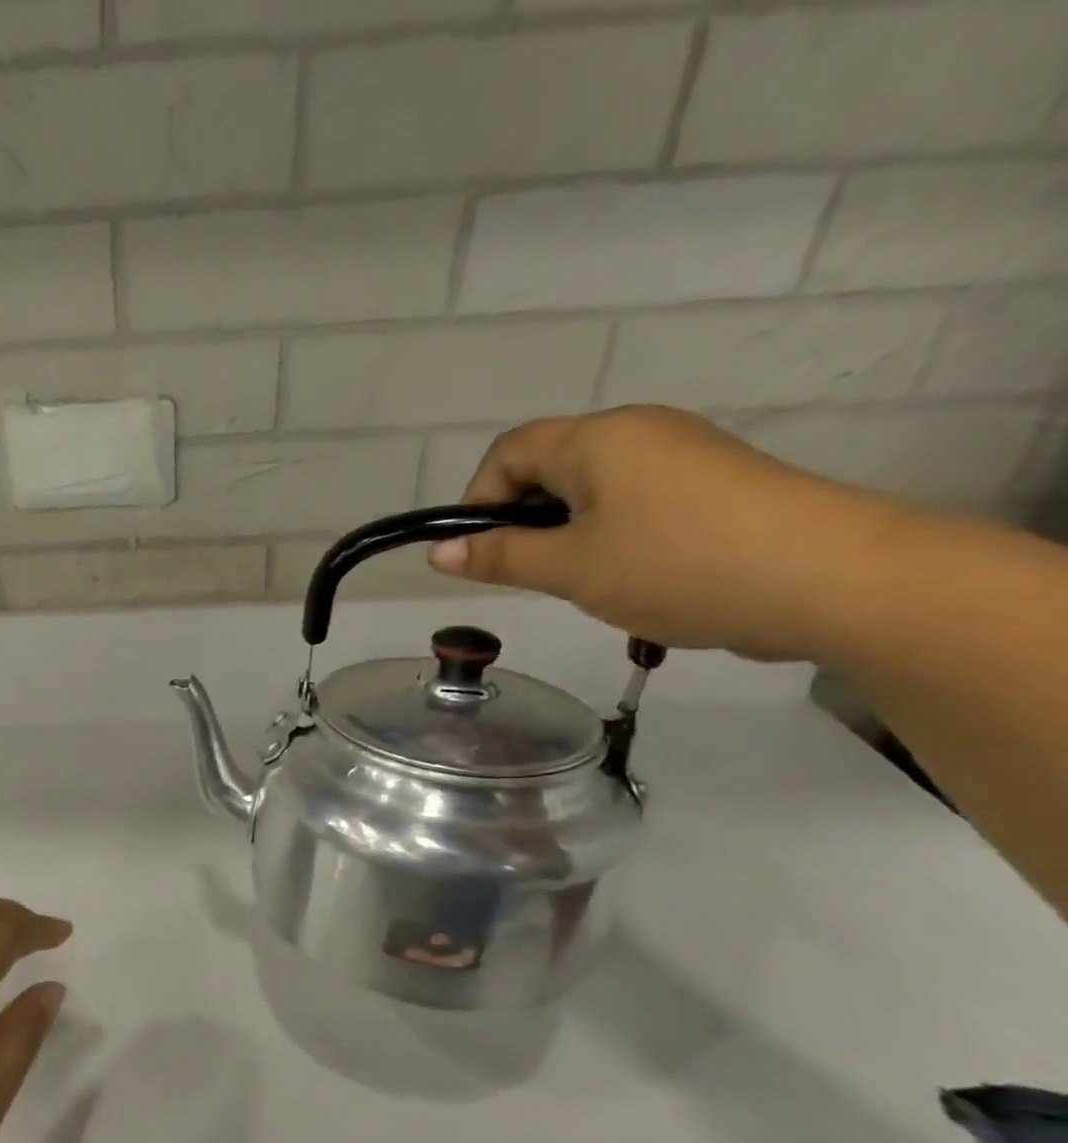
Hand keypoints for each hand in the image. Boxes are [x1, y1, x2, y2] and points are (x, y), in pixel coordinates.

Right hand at [428, 406, 907, 661]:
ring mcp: (683, 453)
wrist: (831, 578)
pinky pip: (636, 500)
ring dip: (567, 533)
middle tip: (531, 575)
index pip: (508, 451)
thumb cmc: (677, 565)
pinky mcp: (715, 483)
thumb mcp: (571, 568)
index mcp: (597, 438)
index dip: (478, 499)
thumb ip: (501, 556)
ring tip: (583, 582)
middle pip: (550, 466)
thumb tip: (440, 552)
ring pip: (592, 488)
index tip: (478, 554)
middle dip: (524, 519)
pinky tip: (632, 577)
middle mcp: (639, 431)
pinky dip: (611, 534)